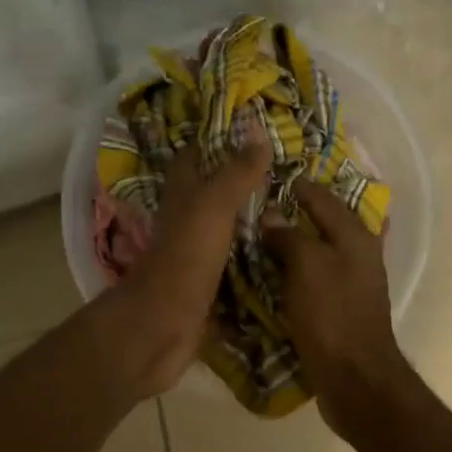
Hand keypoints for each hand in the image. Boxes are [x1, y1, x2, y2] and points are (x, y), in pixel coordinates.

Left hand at [109, 134, 269, 395]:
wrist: (164, 323)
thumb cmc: (186, 256)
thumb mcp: (214, 205)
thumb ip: (237, 172)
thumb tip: (258, 131)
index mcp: (183, 194)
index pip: (195, 155)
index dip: (216, 139)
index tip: (251, 128)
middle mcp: (186, 219)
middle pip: (211, 191)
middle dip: (240, 179)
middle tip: (281, 171)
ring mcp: (195, 252)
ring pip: (223, 226)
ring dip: (248, 218)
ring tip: (287, 207)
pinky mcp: (207, 282)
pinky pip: (233, 261)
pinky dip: (252, 255)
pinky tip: (277, 252)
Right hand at [262, 178, 412, 431]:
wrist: (355, 376)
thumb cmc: (331, 314)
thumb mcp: (307, 266)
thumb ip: (289, 235)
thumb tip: (270, 214)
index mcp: (355, 234)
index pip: (322, 196)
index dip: (297, 184)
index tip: (268, 176)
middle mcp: (360, 251)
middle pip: (326, 220)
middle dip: (298, 210)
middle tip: (261, 203)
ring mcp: (354, 280)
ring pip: (322, 248)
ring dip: (298, 239)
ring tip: (263, 233)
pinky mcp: (343, 305)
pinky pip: (317, 275)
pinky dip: (299, 268)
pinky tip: (278, 270)